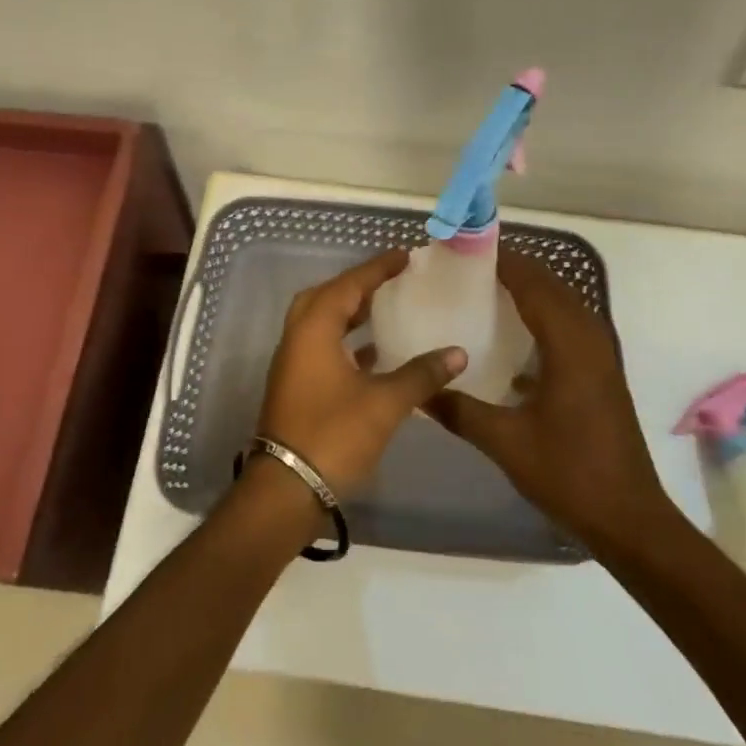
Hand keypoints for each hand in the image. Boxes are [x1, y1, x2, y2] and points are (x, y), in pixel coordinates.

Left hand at [255, 248, 466, 498]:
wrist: (287, 490)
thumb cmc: (334, 436)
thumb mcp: (384, 403)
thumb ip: (421, 374)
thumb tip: (457, 353)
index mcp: (313, 331)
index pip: (348, 286)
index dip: (377, 269)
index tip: (404, 256)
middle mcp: (297, 340)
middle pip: (326, 298)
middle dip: (357, 286)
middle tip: (390, 281)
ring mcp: (293, 365)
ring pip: (321, 324)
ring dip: (349, 314)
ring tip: (386, 310)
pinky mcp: (296, 388)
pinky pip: (321, 348)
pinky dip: (346, 343)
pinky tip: (375, 355)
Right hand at [424, 250, 676, 551]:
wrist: (628, 518)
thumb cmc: (569, 474)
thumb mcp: (505, 442)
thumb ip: (459, 410)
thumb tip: (417, 390)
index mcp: (569, 345)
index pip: (534, 283)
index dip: (502, 260)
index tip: (464, 249)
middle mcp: (589, 338)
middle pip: (551, 285)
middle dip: (512, 269)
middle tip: (465, 268)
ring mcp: (599, 355)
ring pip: (562, 304)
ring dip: (528, 290)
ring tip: (482, 291)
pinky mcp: (600, 373)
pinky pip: (568, 326)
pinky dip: (540, 316)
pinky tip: (509, 336)